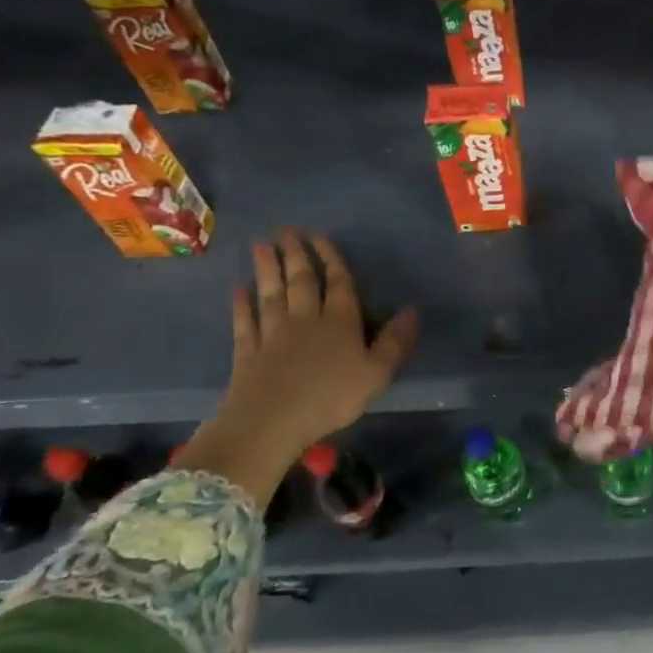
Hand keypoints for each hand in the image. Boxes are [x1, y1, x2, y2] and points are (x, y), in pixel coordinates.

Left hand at [177, 230, 416, 506]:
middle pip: (301, 281)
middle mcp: (305, 319)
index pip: (337, 283)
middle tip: (287, 231)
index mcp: (340, 322)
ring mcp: (273, 334)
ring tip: (262, 247)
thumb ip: (395, 340)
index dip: (330, 258)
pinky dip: (242, 305)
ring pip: (271, 294)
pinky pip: (245, 322)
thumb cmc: (331, 397)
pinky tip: (238, 291)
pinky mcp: (248, 352)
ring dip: (267, 270)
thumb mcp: (377, 372)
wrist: (271, 422)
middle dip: (296, 255)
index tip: (320, 235)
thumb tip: (414, 309)